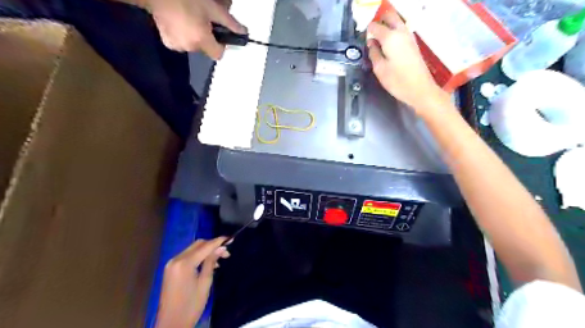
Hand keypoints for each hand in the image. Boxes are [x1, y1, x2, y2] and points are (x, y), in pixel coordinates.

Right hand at [149, 0, 245, 57]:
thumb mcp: (212, 8)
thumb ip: (229, 23)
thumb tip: (244, 32)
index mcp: (201, 40)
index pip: (218, 55)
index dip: (221, 45)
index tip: (218, 33)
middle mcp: (190, 47)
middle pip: (206, 49)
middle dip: (207, 38)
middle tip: (203, 21)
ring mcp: (177, 46)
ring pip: (194, 46)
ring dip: (195, 36)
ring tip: (190, 19)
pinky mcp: (167, 42)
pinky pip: (182, 43)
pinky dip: (184, 36)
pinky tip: (180, 23)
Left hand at [157, 237, 228, 326]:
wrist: (171, 324)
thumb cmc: (191, 305)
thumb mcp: (205, 282)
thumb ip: (211, 262)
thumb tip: (222, 248)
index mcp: (184, 263)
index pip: (205, 246)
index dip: (219, 241)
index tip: (231, 239)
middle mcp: (176, 259)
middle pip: (198, 244)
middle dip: (213, 245)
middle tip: (226, 252)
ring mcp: (172, 264)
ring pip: (193, 249)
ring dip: (206, 251)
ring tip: (220, 259)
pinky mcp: (171, 269)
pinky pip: (187, 256)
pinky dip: (198, 256)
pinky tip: (207, 264)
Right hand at [364, 11, 448, 113]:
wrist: (420, 89)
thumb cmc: (397, 81)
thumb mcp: (379, 69)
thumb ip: (373, 53)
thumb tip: (371, 43)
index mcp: (390, 37)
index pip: (375, 26)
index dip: (367, 30)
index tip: (362, 38)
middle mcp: (401, 32)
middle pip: (389, 16)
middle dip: (379, 20)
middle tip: (371, 33)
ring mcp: (409, 36)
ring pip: (397, 22)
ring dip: (387, 26)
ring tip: (378, 40)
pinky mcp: (413, 43)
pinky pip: (401, 31)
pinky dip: (393, 33)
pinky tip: (388, 45)